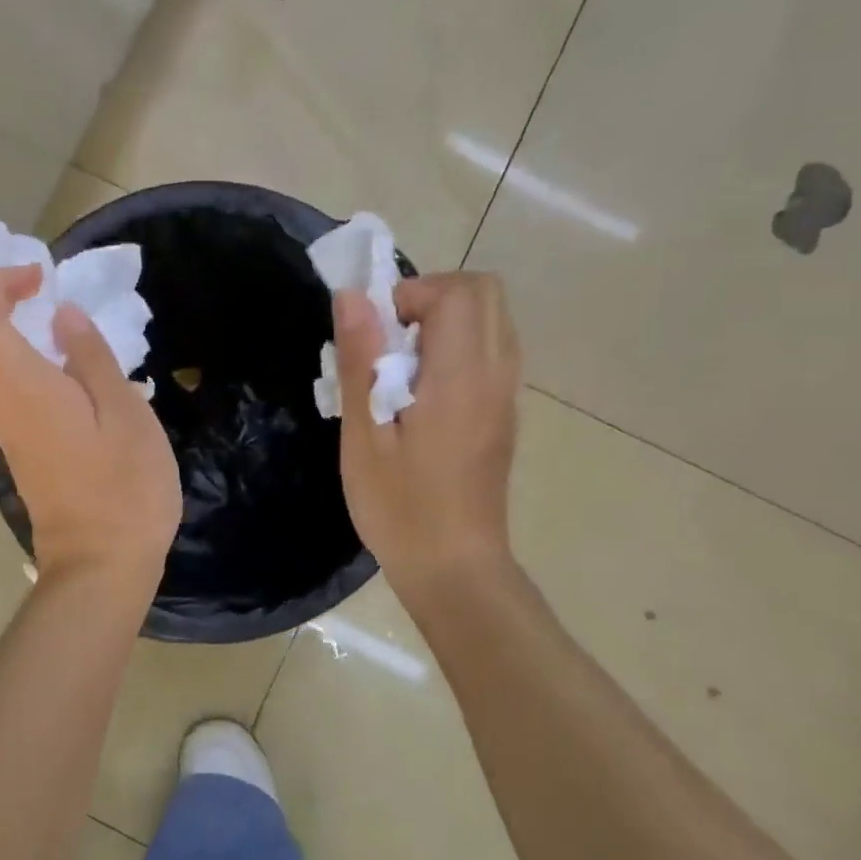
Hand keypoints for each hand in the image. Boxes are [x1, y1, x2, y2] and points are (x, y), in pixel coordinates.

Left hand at [0, 264, 180, 584]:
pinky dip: (3, 362)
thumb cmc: (125, 488)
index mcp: (22, 390)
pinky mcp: (13, 449)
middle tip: (24, 299)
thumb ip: (91, 358)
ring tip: (44, 324)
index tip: (40, 279)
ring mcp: (0, 431)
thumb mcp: (126, 414)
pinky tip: (57, 366)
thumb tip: (62, 315)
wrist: (102, 564)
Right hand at [333, 272, 522, 604]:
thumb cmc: (400, 507)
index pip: (458, 291)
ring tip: (400, 366)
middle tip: (388, 340)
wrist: (455, 568)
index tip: (375, 334)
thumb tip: (353, 297)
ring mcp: (507, 394)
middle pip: (484, 293)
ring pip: (491, 319)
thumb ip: (361, 360)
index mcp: (462, 377)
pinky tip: (421, 393)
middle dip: (431, 297)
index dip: (411, 294)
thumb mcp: (364, 435)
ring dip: (444, 322)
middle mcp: (497, 374)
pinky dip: (456, 347)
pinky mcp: (504, 412)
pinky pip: (491, 350)